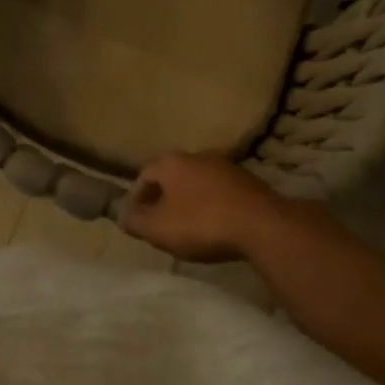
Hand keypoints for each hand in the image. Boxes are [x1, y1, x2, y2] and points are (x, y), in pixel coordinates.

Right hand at [120, 154, 289, 262]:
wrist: (262, 225)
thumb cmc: (202, 223)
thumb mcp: (159, 229)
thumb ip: (135, 221)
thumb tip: (121, 215)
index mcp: (171, 162)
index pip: (144, 174)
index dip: (137, 197)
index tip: (137, 219)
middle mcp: (196, 156)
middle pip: (172, 176)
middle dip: (163, 198)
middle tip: (161, 222)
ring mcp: (225, 166)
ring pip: (197, 182)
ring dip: (189, 201)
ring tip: (188, 226)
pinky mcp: (248, 181)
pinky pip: (220, 192)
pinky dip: (212, 205)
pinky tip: (216, 225)